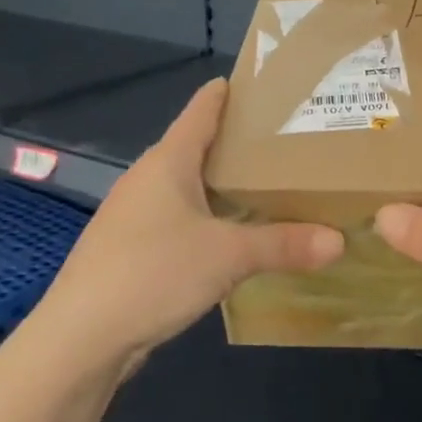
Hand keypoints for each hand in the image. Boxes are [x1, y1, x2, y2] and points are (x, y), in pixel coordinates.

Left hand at [33, 79, 342, 376]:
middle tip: (288, 143)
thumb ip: (284, 244)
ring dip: (224, 187)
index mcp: (168, 162)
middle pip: (198, 149)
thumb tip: (339, 241)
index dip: (229, 93)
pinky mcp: (132, 249)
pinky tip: (233, 238)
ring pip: (189, 188)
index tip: (262, 83)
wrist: (81, 337)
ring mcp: (136, 216)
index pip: (202, 110)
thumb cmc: (153, 273)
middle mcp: (148, 180)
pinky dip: (210, 220)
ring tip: (269, 189)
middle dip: (239, 145)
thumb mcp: (228, 256)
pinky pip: (181, 221)